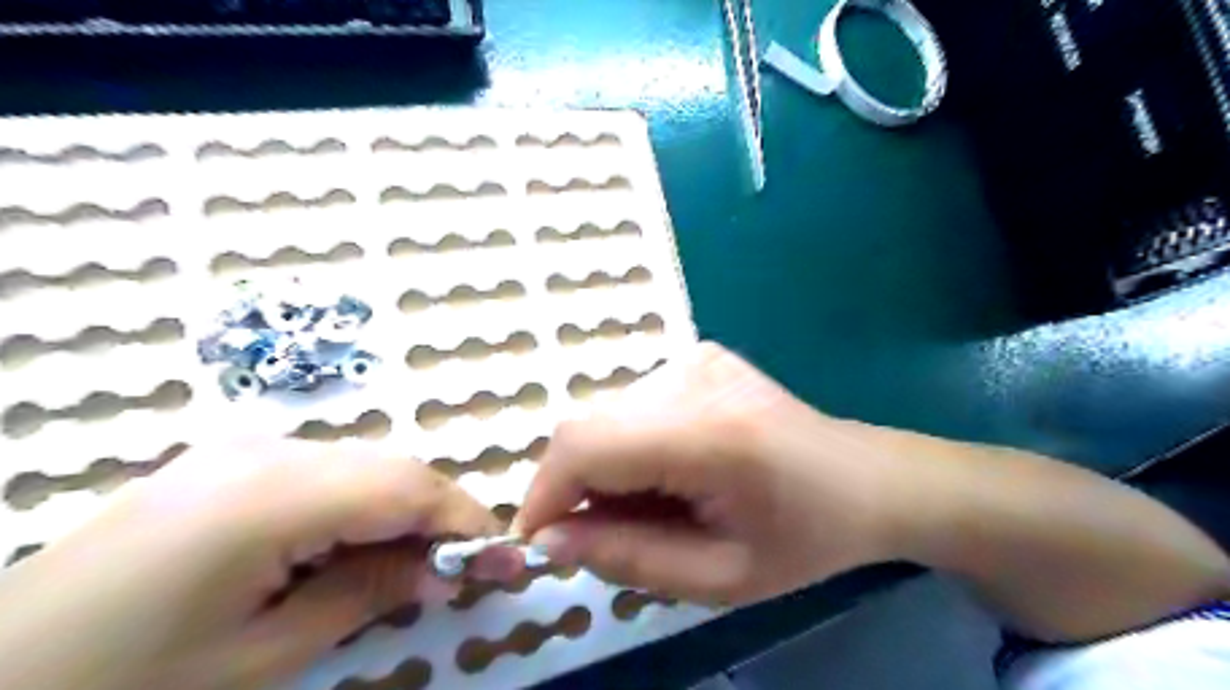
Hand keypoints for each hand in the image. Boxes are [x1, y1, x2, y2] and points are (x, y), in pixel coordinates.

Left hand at [0, 442, 515, 689]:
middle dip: (439, 514)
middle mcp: (265, 451)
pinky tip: (353, 548)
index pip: (406, 487)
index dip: (465, 518)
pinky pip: (324, 472)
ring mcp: (241, 450)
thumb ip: (365, 595)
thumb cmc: (122, 686)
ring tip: (412, 566)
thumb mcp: (261, 658)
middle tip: (464, 568)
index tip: (504, 557)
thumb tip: (441, 570)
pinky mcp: (226, 463)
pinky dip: (360, 505)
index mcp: (271, 495)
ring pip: (362, 465)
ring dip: (401, 510)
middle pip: (390, 468)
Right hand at [515, 342, 916, 607]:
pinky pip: (633, 404)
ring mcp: (696, 358)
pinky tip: (674, 469)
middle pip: (589, 426)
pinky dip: (631, 444)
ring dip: (607, 467)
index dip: (546, 492)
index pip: (586, 444)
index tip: (541, 540)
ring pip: (606, 416)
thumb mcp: (719, 578)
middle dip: (578, 487)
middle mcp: (693, 376)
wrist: (864, 479)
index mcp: (710, 433)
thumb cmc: (804, 539)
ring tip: (657, 502)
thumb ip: (626, 558)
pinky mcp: (699, 355)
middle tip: (610, 533)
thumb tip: (549, 538)